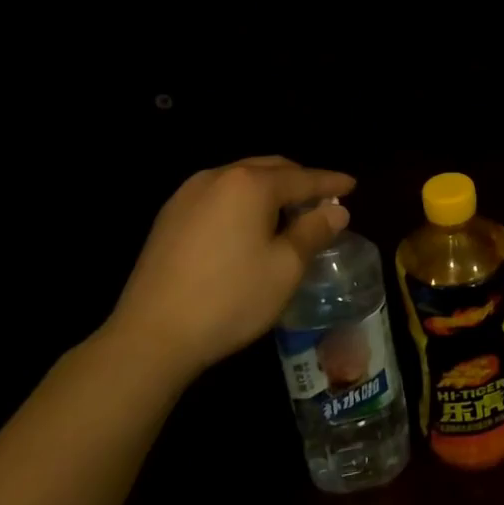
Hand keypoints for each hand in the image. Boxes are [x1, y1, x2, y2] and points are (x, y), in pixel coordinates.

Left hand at [103, 157, 355, 379]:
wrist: (151, 336)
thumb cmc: (230, 298)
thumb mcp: (285, 267)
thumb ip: (313, 231)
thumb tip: (336, 210)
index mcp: (250, 184)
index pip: (302, 177)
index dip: (330, 182)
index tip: (352, 185)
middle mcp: (218, 177)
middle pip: (269, 168)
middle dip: (299, 180)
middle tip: (322, 198)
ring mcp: (188, 194)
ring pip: (241, 179)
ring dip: (269, 189)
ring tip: (288, 211)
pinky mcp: (169, 216)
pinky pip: (218, 195)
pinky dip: (243, 201)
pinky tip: (249, 225)